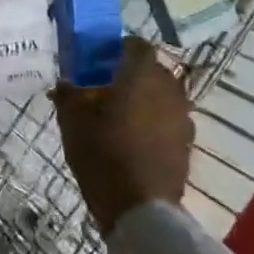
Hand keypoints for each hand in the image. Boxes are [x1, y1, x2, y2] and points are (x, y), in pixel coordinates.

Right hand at [51, 36, 193, 236]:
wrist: (140, 207)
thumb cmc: (103, 153)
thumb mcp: (72, 120)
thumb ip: (68, 94)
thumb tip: (65, 83)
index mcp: (141, 75)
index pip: (136, 45)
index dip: (117, 49)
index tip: (98, 61)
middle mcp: (169, 89)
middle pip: (151, 70)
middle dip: (130, 75)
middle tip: (104, 88)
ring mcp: (183, 117)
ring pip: (162, 96)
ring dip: (143, 99)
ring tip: (119, 116)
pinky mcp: (187, 143)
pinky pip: (168, 120)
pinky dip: (153, 122)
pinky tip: (133, 139)